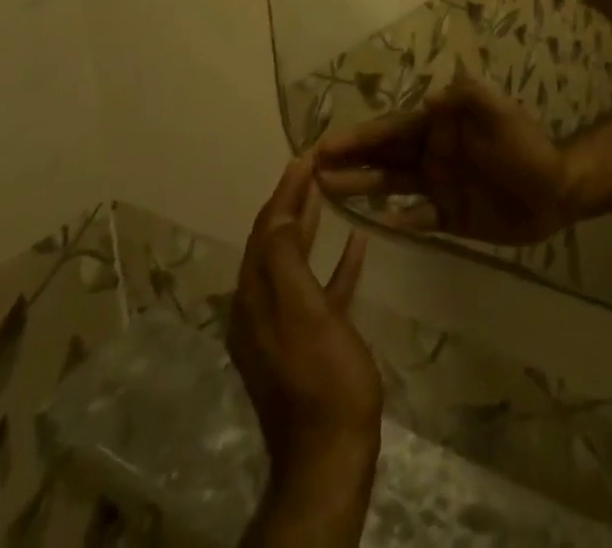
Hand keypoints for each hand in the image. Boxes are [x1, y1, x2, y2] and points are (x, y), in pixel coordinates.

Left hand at [228, 158, 381, 497]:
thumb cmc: (323, 376)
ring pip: (294, 261)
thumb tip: (279, 216)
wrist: (331, 454)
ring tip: (329, 192)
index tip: (305, 157)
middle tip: (315, 167)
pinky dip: (333, 263)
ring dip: (309, 226)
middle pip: (274, 242)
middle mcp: (261, 307)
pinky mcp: (310, 341)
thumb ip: (286, 261)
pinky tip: (356, 244)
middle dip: (291, 202)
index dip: (284, 192)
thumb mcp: (304, 312)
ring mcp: (284, 326)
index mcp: (255, 297)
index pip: (266, 229)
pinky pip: (319, 289)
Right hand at [318, 77, 571, 245]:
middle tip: (310, 172)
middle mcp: (432, 154)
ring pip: (391, 186)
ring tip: (327, 193)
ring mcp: (438, 186)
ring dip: (361, 187)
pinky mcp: (449, 217)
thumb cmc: (527, 146)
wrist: (557, 190)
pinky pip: (416, 219)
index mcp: (440, 127)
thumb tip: (426, 97)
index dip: (359, 138)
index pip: (392, 130)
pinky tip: (377, 224)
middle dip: (349, 161)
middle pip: (383, 157)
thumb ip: (470, 99)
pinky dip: (397, 220)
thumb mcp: (502, 113)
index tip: (324, 145)